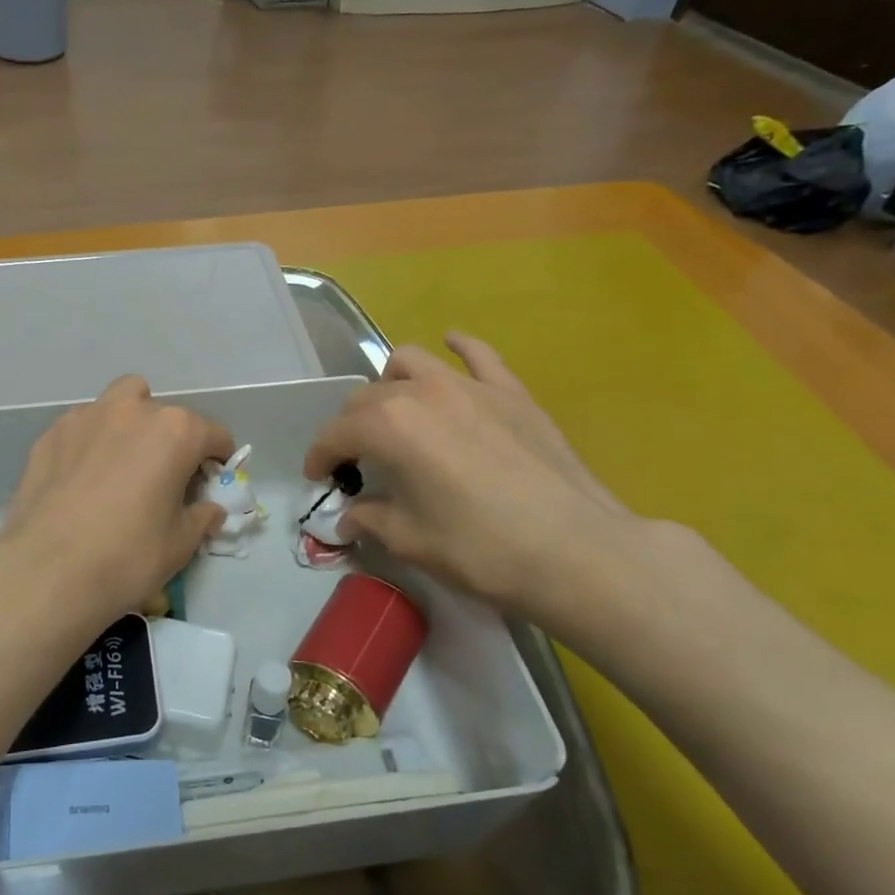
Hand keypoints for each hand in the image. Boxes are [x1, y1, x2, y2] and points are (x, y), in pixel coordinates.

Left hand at [0, 376, 234, 634]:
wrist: (46, 570)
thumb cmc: (127, 556)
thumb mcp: (180, 544)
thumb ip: (201, 517)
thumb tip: (209, 509)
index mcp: (175, 431)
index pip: (213, 434)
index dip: (218, 458)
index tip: (211, 481)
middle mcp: (133, 410)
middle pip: (165, 414)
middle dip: (172, 438)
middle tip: (164, 476)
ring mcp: (86, 416)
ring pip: (120, 403)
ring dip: (130, 424)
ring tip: (122, 463)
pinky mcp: (51, 433)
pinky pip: (83, 426)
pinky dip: (92, 441)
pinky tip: (83, 477)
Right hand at [304, 332, 633, 618]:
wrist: (576, 550)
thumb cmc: (481, 549)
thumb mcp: (411, 540)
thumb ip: (371, 519)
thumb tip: (350, 517)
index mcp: (388, 427)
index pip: (336, 433)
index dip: (320, 457)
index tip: (318, 479)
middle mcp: (420, 392)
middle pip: (367, 398)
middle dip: (351, 427)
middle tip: (358, 462)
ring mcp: (468, 385)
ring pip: (410, 363)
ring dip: (391, 385)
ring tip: (396, 412)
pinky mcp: (510, 392)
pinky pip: (477, 355)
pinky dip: (458, 348)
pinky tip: (451, 344)